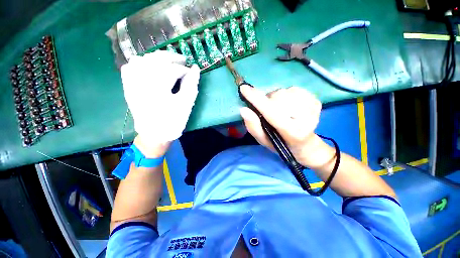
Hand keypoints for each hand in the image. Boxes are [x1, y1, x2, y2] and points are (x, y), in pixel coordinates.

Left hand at [121, 51, 199, 154]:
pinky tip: (148, 65)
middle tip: (182, 60)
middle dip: (171, 57)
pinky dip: (140, 62)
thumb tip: (195, 69)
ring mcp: (132, 83)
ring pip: (142, 60)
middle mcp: (141, 81)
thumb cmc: (173, 121)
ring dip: (156, 58)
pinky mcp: (128, 87)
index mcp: (157, 87)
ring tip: (168, 62)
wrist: (154, 134)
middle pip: (155, 60)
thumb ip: (191, 85)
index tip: (191, 72)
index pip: (172, 69)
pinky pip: (130, 67)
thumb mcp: (186, 104)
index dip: (184, 69)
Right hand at [240, 85, 332, 167]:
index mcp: (292, 133)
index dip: (257, 100)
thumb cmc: (282, 145)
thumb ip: (253, 127)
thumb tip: (244, 109)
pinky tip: (289, 106)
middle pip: (278, 97)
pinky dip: (286, 95)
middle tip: (268, 111)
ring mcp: (313, 108)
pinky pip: (293, 89)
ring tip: (279, 110)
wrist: (306, 145)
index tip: (244, 88)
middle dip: (267, 101)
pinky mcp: (316, 101)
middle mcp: (306, 119)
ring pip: (285, 91)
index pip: (272, 112)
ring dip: (276, 98)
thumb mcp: (264, 141)